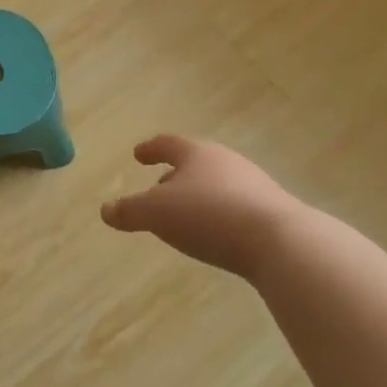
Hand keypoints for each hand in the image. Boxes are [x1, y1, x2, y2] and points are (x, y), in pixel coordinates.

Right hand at [101, 135, 307, 281]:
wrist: (282, 243)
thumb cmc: (209, 216)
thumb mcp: (156, 214)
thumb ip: (129, 211)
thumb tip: (105, 210)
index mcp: (197, 154)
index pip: (167, 144)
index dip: (150, 149)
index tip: (138, 154)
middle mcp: (227, 162)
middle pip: (195, 164)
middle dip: (174, 176)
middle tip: (157, 189)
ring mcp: (254, 186)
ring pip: (216, 185)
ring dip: (197, 197)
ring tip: (183, 216)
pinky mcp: (272, 212)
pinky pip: (235, 207)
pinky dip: (218, 215)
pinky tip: (213, 234)